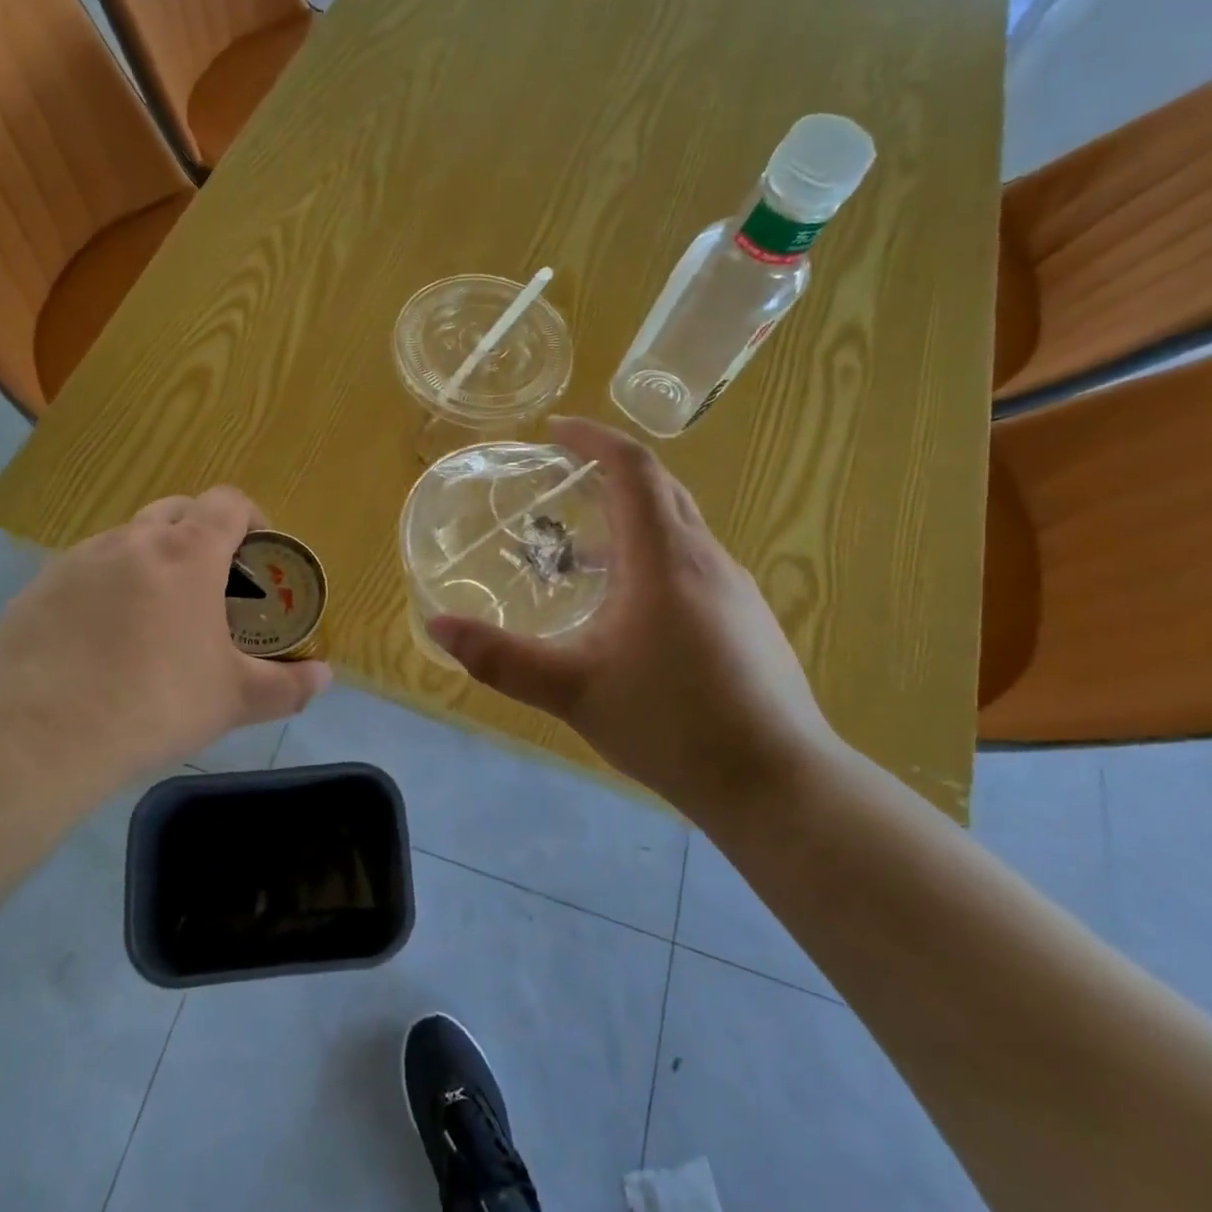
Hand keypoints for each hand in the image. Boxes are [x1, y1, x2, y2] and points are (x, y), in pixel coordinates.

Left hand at [0, 488, 330, 780]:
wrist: (42, 737)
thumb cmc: (157, 704)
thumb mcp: (235, 699)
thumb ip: (289, 685)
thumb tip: (324, 677)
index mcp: (186, 553)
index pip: (228, 502)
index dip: (251, 518)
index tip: (258, 553)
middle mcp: (131, 540)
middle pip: (177, 510)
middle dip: (201, 532)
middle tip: (211, 583)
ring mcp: (78, 560)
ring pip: (126, 539)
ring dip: (150, 559)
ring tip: (154, 615)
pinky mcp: (37, 588)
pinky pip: (83, 572)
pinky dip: (104, 588)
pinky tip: (99, 640)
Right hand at [426, 417, 840, 809]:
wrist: (775, 782)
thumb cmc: (671, 724)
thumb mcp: (571, 691)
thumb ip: (500, 658)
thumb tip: (436, 627)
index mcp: (664, 559)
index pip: (633, 468)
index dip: (593, 439)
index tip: (553, 429)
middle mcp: (705, 558)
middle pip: (660, 487)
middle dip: (609, 468)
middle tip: (560, 476)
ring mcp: (733, 588)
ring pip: (678, 526)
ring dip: (630, 515)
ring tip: (579, 546)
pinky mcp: (744, 618)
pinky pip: (691, 560)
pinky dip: (651, 553)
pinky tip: (624, 605)